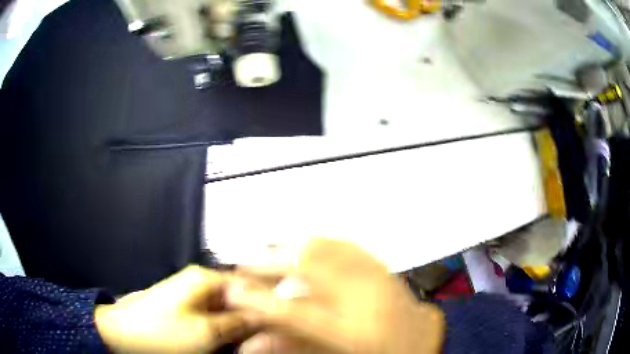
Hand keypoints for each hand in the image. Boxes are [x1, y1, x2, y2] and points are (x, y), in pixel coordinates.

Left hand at [95, 265, 256, 353]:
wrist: (123, 334)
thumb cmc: (161, 332)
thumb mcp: (206, 333)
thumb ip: (238, 323)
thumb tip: (264, 317)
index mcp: (206, 279)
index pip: (249, 285)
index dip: (267, 303)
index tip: (280, 322)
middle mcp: (201, 283)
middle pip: (239, 298)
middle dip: (252, 318)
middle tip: (265, 338)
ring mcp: (192, 296)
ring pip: (227, 310)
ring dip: (238, 327)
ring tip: (246, 344)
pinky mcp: (185, 310)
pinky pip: (213, 318)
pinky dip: (223, 331)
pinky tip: (228, 344)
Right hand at [227, 239, 445, 353]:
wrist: (422, 344)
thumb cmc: (382, 353)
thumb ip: (292, 346)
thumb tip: (255, 344)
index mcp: (355, 334)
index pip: (293, 313)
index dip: (257, 302)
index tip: (235, 293)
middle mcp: (369, 301)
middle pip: (307, 268)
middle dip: (267, 264)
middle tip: (244, 266)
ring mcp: (380, 279)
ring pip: (326, 249)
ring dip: (290, 248)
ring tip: (266, 250)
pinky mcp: (386, 269)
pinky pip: (349, 247)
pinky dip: (321, 243)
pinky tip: (308, 243)